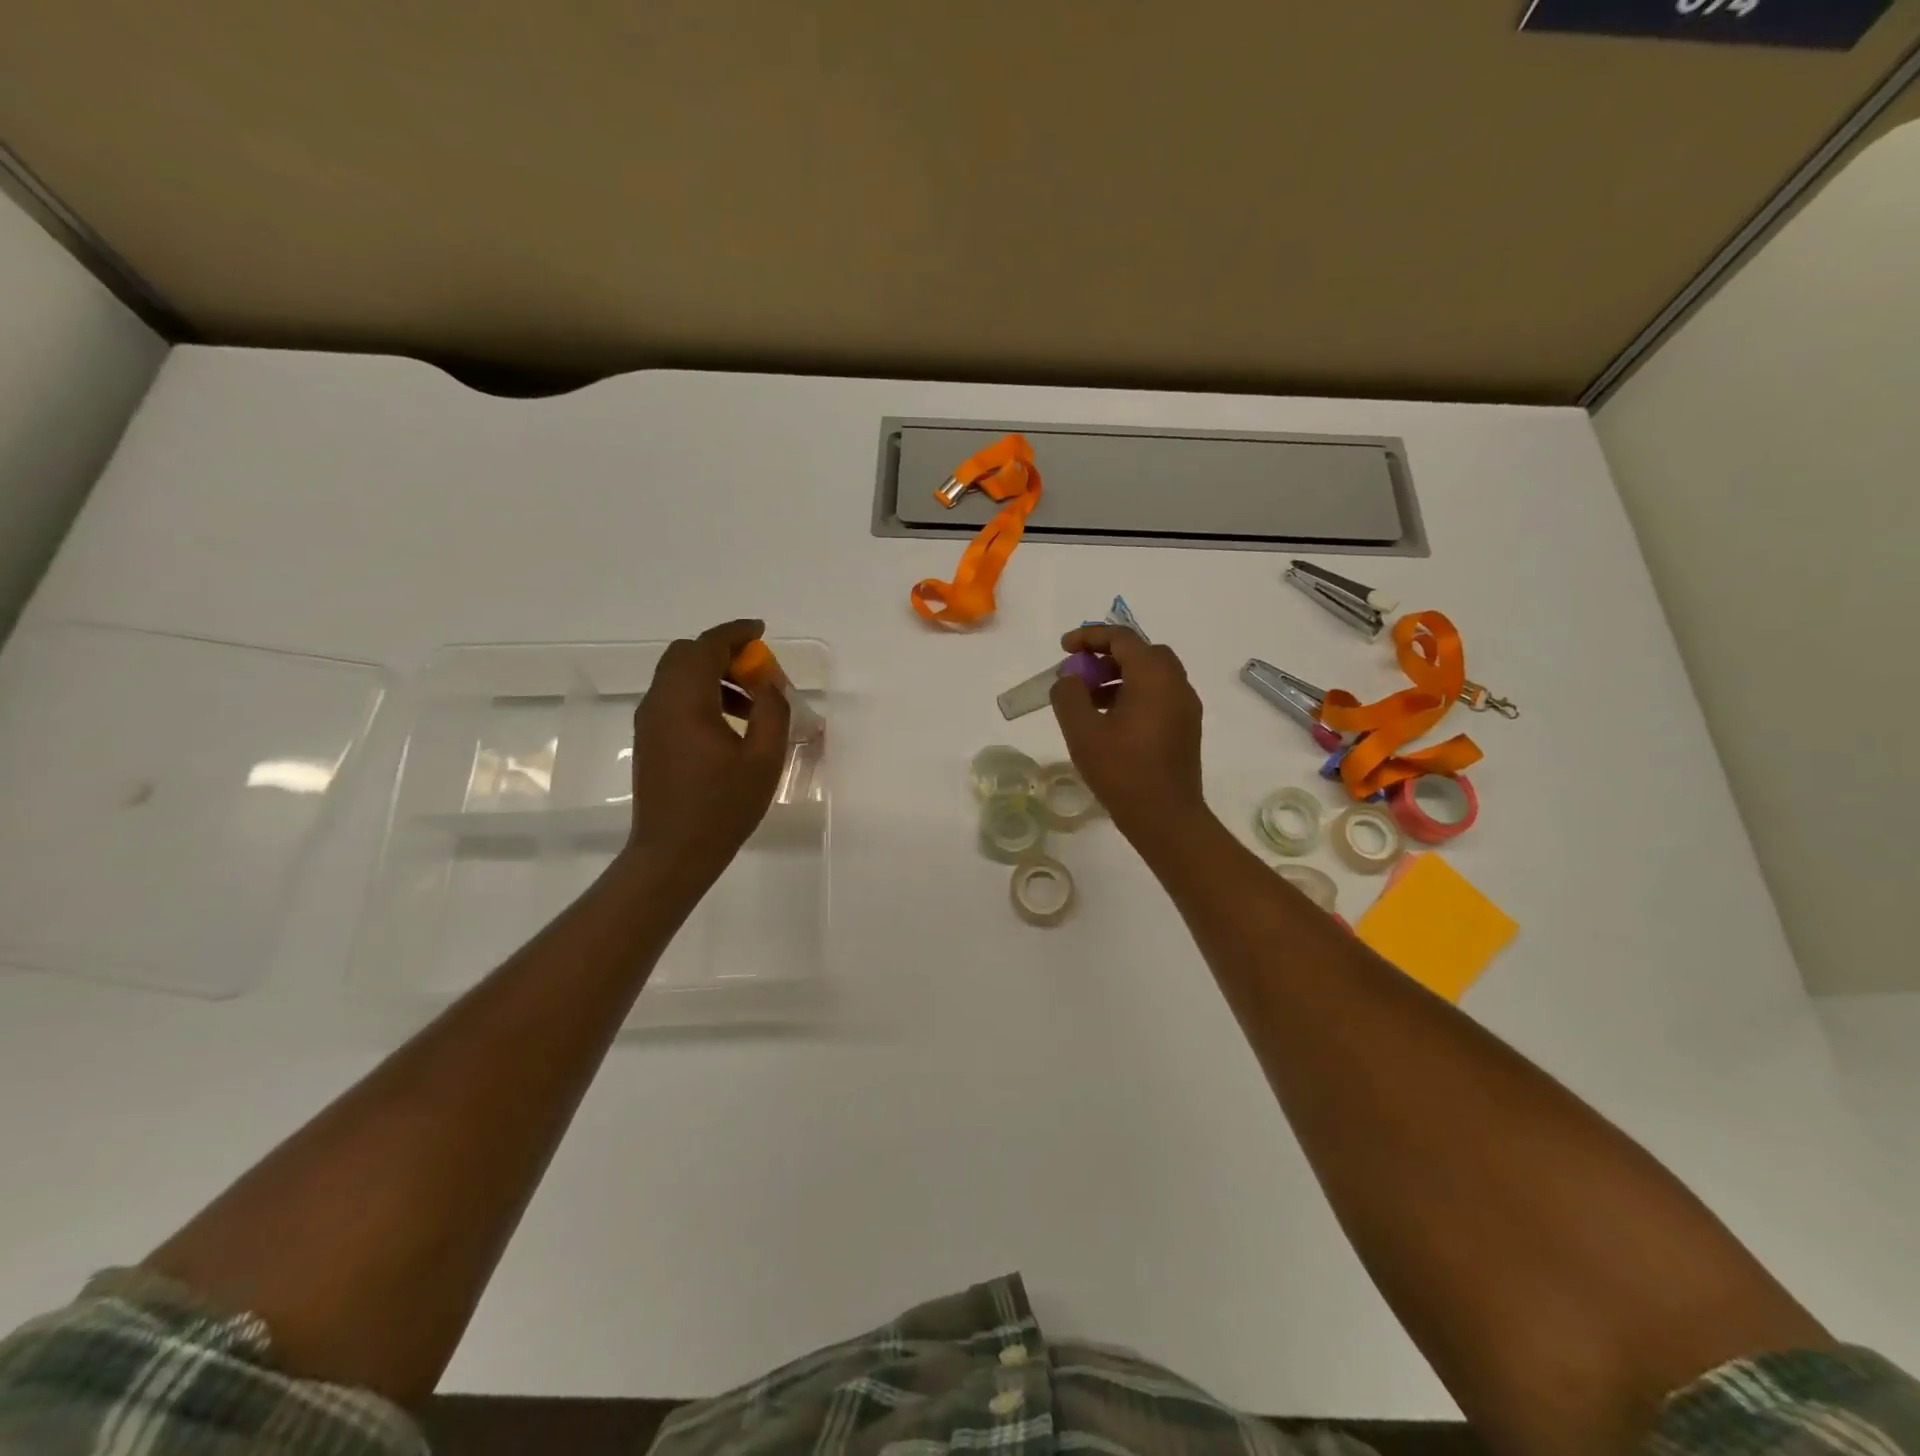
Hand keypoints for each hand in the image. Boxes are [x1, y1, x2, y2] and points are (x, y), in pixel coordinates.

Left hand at [622, 619, 790, 887]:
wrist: (673, 853)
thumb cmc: (723, 807)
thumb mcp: (764, 759)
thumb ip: (772, 711)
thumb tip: (768, 683)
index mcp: (686, 701)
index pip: (707, 647)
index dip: (735, 633)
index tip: (761, 632)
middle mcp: (660, 702)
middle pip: (686, 655)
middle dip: (722, 652)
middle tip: (758, 669)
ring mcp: (649, 721)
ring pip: (677, 675)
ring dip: (713, 674)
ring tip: (751, 703)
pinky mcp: (649, 738)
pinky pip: (673, 698)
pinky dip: (700, 694)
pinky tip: (729, 723)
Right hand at [1049, 626, 1207, 845]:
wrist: (1166, 818)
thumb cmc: (1122, 771)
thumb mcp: (1083, 732)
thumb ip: (1069, 696)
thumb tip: (1069, 679)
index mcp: (1154, 677)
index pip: (1122, 638)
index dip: (1090, 637)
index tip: (1064, 648)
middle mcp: (1176, 684)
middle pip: (1141, 652)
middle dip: (1107, 656)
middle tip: (1080, 672)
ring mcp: (1185, 707)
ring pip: (1152, 675)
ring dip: (1120, 676)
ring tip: (1088, 699)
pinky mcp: (1186, 728)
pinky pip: (1159, 695)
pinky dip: (1134, 694)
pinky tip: (1110, 720)